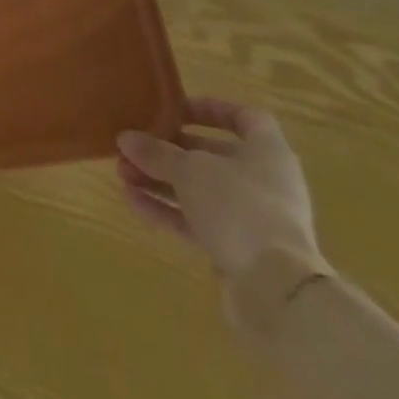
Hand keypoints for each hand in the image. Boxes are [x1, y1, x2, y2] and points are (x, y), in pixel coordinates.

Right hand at [116, 99, 323, 295]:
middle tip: (133, 146)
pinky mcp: (237, 248)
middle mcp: (263, 181)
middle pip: (212, 155)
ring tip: (122, 173)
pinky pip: (197, 220)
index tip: (175, 110)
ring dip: (161, 180)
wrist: (276, 288)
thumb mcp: (190, 170)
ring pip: (200, 189)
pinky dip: (167, 209)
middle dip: (169, 150)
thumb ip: (157, 153)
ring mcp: (251, 217)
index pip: (244, 118)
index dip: (210, 109)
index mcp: (267, 151)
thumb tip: (125, 137)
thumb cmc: (239, 206)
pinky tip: (132, 201)